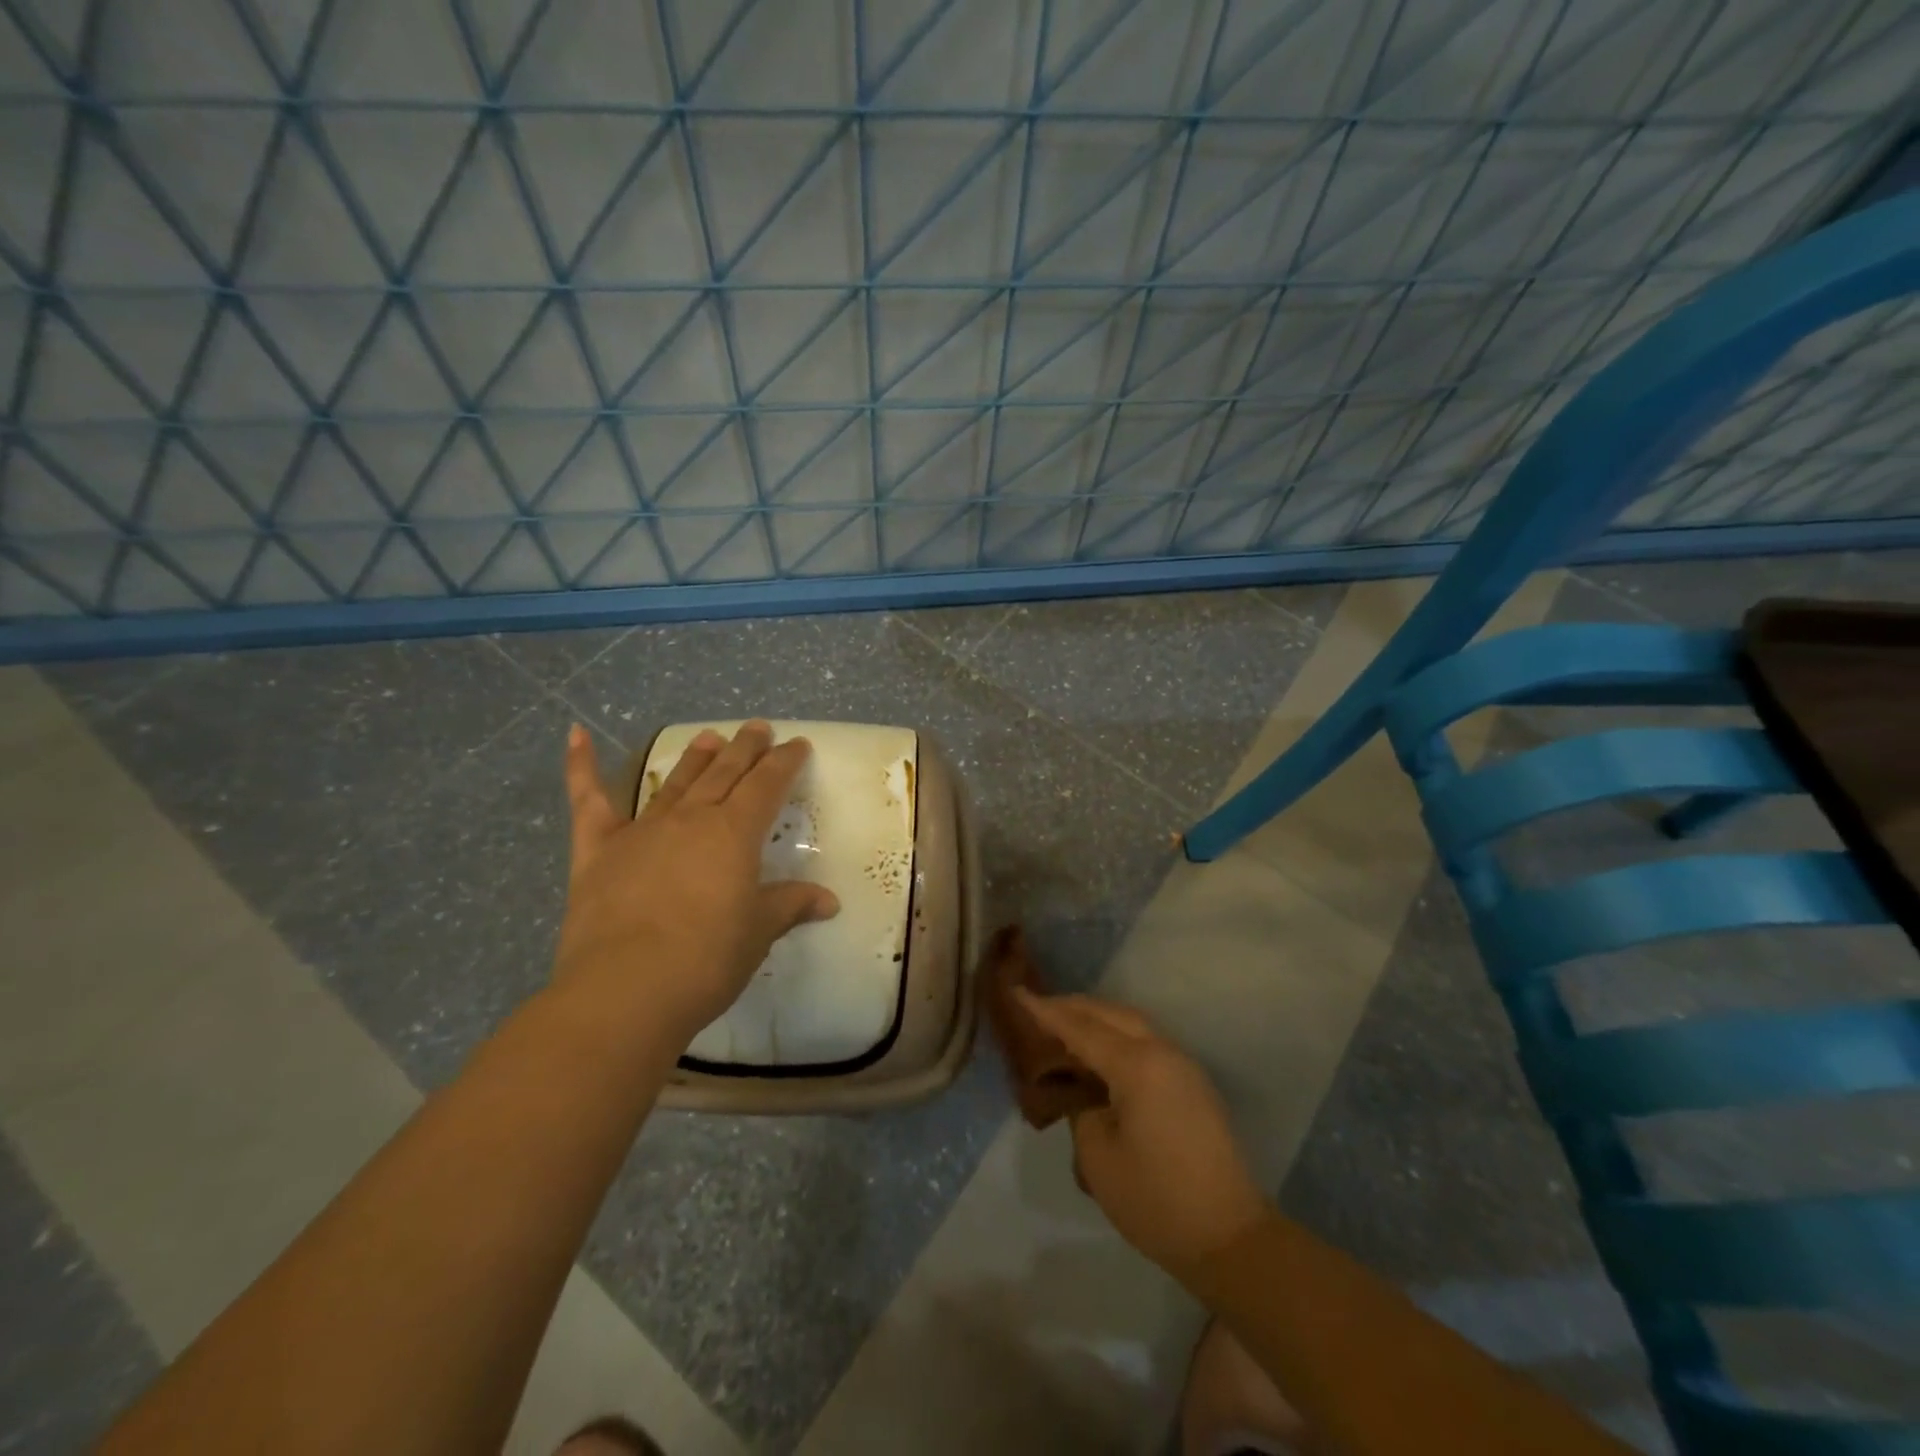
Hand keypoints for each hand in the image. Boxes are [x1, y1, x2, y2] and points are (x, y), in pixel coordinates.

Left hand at [556, 720, 839, 1045]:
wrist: (625, 990)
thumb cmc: (704, 960)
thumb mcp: (758, 932)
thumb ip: (790, 906)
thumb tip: (829, 900)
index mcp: (734, 833)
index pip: (767, 785)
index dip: (785, 763)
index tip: (797, 745)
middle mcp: (690, 819)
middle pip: (724, 773)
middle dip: (745, 748)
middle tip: (758, 729)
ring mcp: (641, 830)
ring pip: (675, 782)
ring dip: (695, 757)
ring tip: (709, 736)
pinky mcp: (598, 850)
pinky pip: (588, 800)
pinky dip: (581, 766)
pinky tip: (577, 735)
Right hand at [1019, 992, 1271, 1279]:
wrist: (1229, 1236)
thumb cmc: (1156, 1200)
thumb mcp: (1098, 1157)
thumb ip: (1082, 1110)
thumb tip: (1085, 1093)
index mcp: (1137, 1065)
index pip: (1081, 1028)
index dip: (1045, 1011)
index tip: (1017, 991)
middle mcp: (1163, 1052)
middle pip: (1110, 1013)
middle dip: (1073, 1006)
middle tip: (1037, 1005)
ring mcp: (1182, 1065)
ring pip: (1132, 1022)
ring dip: (1097, 1017)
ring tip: (1065, 1023)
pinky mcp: (1192, 1083)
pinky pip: (1147, 1041)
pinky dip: (1118, 1034)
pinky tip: (1101, 1050)